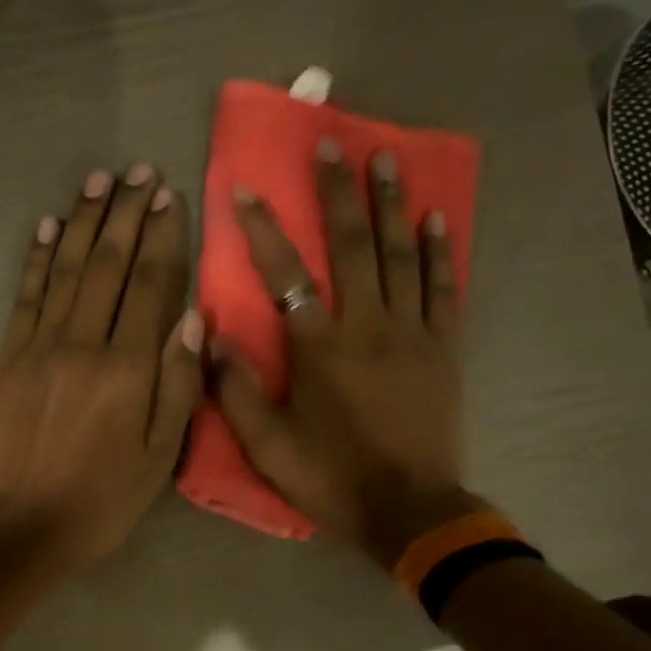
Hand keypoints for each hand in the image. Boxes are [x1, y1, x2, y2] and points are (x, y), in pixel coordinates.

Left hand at [0, 166, 203, 572]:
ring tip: (101, 180)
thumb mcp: (161, 457)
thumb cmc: (104, 499)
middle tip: (139, 169)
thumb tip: (192, 318)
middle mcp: (83, 344)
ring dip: (86, 221)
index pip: (151, 286)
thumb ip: (179, 385)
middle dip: (127, 214)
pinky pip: (26, 296)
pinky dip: (39, 258)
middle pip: (109, 266)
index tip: (171, 196)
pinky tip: (51, 227)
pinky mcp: (9, 358)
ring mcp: (39, 347)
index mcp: (127, 369)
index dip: (163, 238)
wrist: (25, 527)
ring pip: (68, 270)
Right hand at [210, 144, 481, 568]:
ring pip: (401, 255)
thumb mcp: (267, 446)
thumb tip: (207, 335)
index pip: (285, 273)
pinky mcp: (443, 348)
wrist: (408, 510)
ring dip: (391, 204)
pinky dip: (440, 251)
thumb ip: (234, 389)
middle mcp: (366, 325)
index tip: (245, 187)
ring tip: (386, 158)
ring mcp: (411, 332)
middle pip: (352, 245)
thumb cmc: (331, 478)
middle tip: (333, 141)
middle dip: (339, 191)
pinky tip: (436, 219)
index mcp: (319, 347)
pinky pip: (444, 289)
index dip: (263, 229)